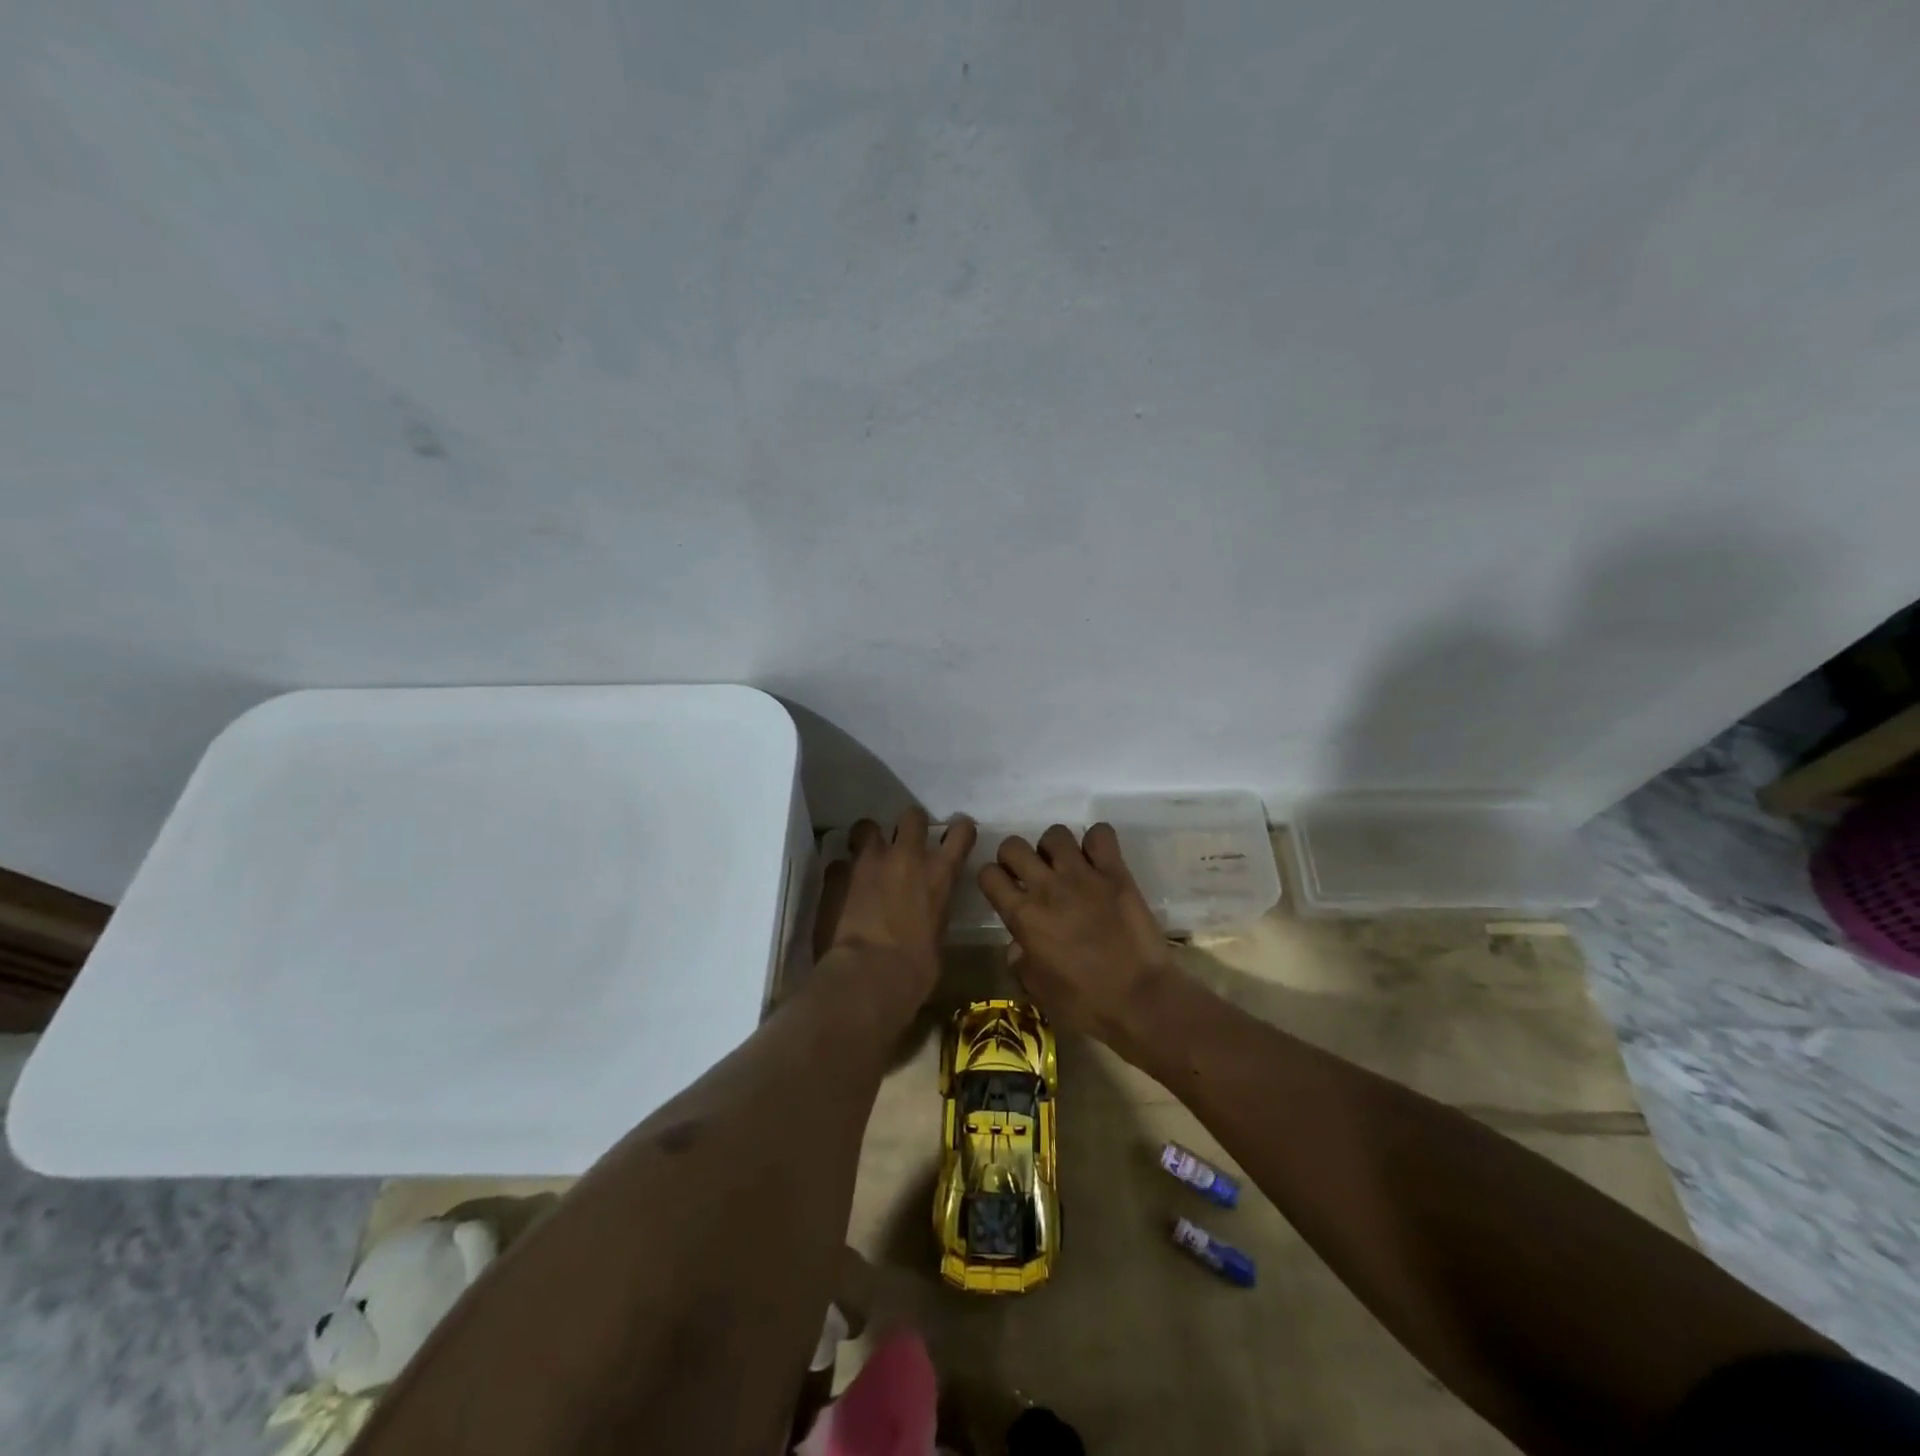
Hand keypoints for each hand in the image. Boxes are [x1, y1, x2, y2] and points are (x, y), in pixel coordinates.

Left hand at [815, 809, 977, 1014]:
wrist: (866, 976)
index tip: (955, 835)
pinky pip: (838, 862)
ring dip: (867, 839)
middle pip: (912, 816)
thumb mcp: (937, 939)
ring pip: (866, 826)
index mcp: (939, 874)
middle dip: (909, 825)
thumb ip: (932, 914)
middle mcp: (906, 856)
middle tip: (903, 842)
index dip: (959, 830)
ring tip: (864, 857)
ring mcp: (867, 861)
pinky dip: (841, 873)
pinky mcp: (836, 874)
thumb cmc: (914, 971)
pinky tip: (840, 889)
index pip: (961, 832)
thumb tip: (924, 917)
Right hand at [977, 823, 1176, 1041]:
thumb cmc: (1085, 1003)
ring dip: (1054, 848)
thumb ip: (1020, 961)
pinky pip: (1100, 834)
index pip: (988, 874)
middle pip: (1013, 845)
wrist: (1140, 1000)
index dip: (992, 878)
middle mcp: (1047, 887)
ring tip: (1065, 865)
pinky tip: (1097, 860)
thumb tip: (1017, 945)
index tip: (1003, 888)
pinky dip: (1096, 841)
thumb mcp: (1038, 990)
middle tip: (1029, 874)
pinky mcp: (1115, 872)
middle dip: (1015, 856)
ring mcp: (1082, 875)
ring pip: (1055, 834)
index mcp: (1023, 916)